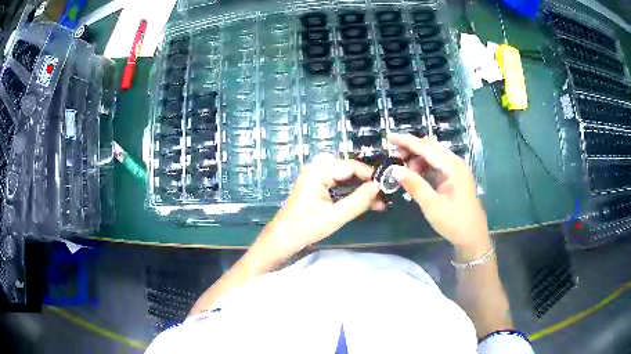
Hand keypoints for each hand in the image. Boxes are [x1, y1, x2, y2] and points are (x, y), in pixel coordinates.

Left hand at [258, 153, 384, 255]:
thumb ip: (358, 200)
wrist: (283, 239)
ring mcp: (315, 179)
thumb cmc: (306, 227)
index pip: (350, 166)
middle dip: (365, 183)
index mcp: (318, 172)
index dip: (369, 175)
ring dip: (359, 190)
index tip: (385, 186)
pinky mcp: (315, 189)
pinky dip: (350, 194)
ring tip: (378, 203)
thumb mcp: (336, 215)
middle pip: (347, 171)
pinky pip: (337, 186)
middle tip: (382, 196)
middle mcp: (316, 170)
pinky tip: (363, 204)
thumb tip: (378, 186)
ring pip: (344, 179)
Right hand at [388, 133, 489, 250]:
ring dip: (417, 158)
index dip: (406, 141)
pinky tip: (416, 175)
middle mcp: (455, 163)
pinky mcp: (455, 178)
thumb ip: (414, 185)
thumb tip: (394, 169)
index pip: (426, 148)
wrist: (473, 237)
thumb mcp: (432, 205)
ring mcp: (456, 170)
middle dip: (411, 148)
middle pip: (431, 146)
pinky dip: (424, 166)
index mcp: (452, 167)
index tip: (389, 136)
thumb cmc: (454, 222)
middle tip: (394, 158)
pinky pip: (437, 165)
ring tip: (404, 171)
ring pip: (433, 155)